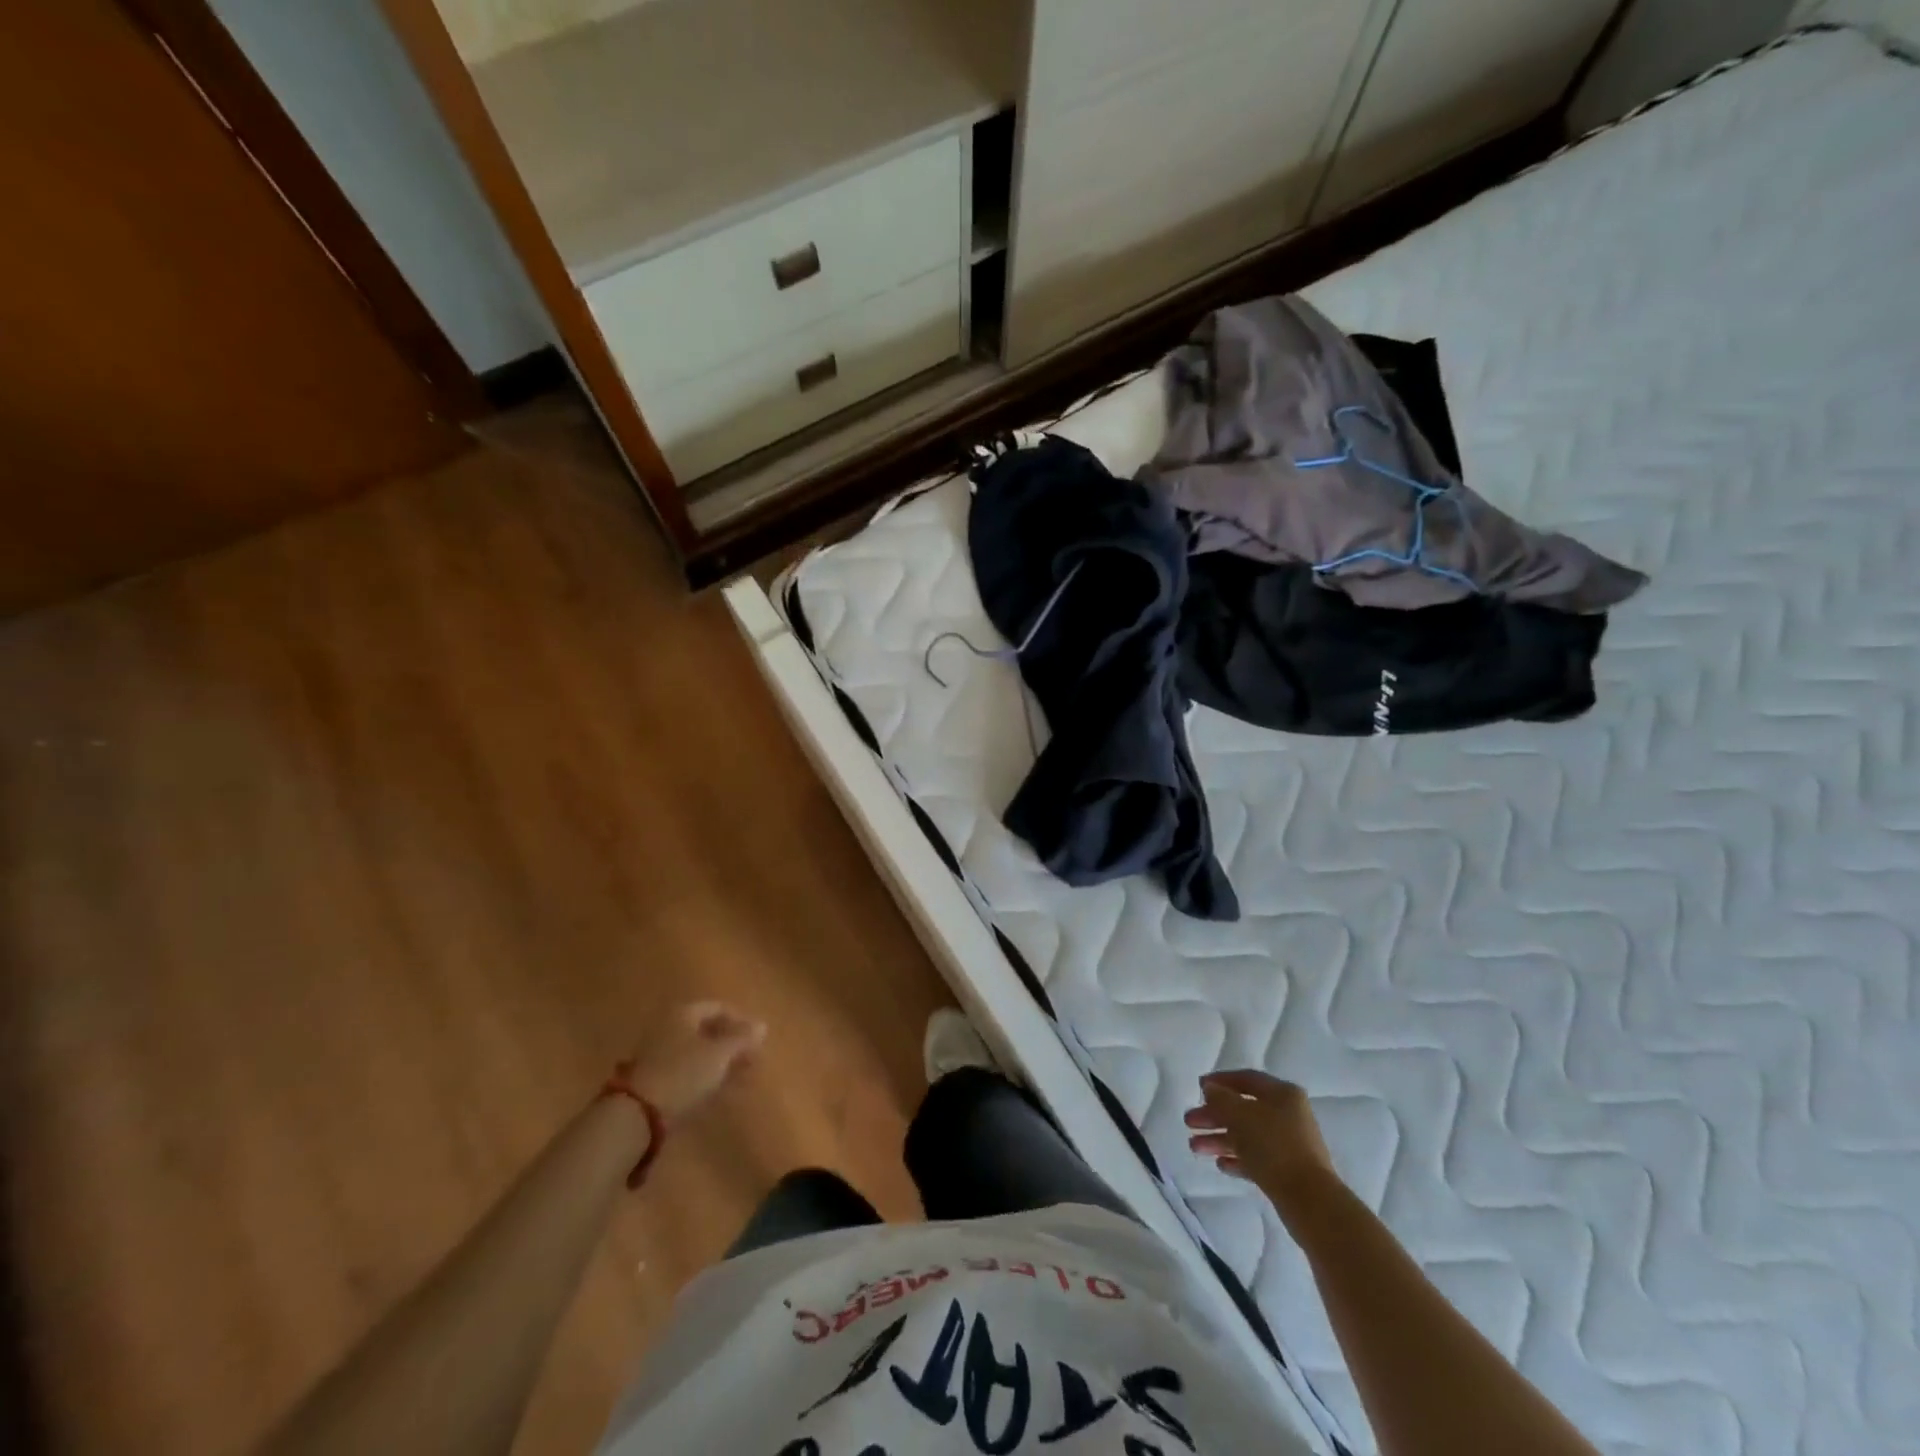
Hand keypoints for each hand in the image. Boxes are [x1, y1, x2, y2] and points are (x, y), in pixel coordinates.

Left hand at [625, 1002, 766, 1124]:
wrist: (637, 1114)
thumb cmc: (684, 1073)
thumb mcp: (720, 1054)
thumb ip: (742, 1039)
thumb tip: (762, 1025)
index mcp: (683, 1013)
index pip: (718, 1008)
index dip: (741, 1021)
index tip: (758, 1040)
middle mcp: (668, 1027)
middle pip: (707, 1030)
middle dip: (731, 1043)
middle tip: (752, 1059)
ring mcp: (657, 1053)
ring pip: (697, 1052)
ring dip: (720, 1062)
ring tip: (740, 1077)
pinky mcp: (652, 1078)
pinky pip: (686, 1069)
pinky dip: (704, 1076)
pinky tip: (718, 1089)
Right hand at [1184, 1070, 1338, 1204]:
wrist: (1309, 1200)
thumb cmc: (1273, 1146)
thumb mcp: (1240, 1115)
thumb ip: (1220, 1098)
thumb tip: (1211, 1089)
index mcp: (1283, 1094)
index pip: (1247, 1079)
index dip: (1220, 1081)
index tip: (1198, 1087)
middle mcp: (1288, 1115)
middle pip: (1244, 1109)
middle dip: (1214, 1115)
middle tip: (1189, 1122)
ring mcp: (1290, 1144)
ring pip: (1247, 1135)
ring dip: (1219, 1139)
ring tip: (1194, 1148)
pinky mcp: (1288, 1171)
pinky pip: (1256, 1158)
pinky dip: (1237, 1158)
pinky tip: (1220, 1165)